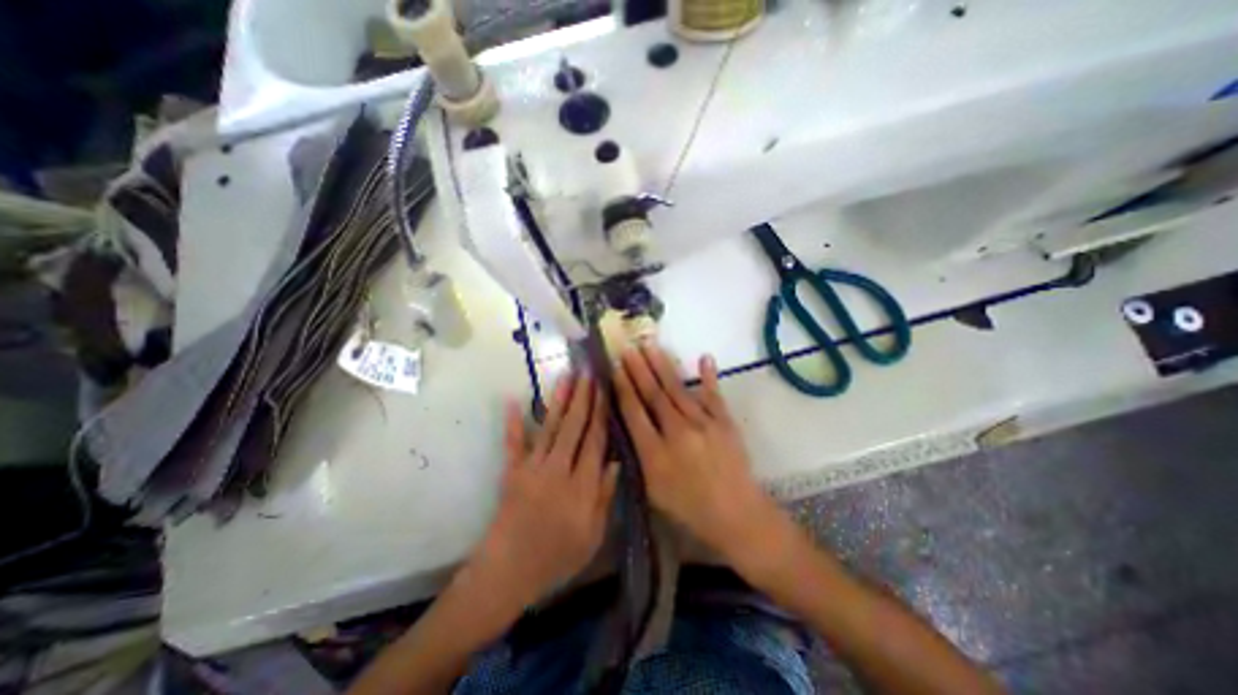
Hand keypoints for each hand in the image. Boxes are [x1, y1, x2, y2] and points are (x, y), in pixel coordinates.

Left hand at [463, 374, 618, 614]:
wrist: (508, 573)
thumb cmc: (556, 558)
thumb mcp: (593, 536)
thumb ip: (605, 496)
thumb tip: (617, 460)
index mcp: (581, 486)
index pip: (595, 440)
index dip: (601, 413)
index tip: (605, 390)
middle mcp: (558, 469)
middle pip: (574, 427)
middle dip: (583, 397)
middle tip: (588, 371)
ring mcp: (532, 468)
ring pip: (550, 427)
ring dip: (559, 400)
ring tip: (567, 376)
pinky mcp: (512, 472)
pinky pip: (513, 443)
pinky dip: (513, 422)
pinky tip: (513, 401)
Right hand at [616, 343, 786, 570]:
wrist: (737, 515)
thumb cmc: (689, 508)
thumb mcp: (653, 490)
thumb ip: (639, 455)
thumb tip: (628, 423)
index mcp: (656, 453)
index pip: (634, 412)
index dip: (623, 388)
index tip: (614, 368)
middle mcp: (678, 433)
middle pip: (654, 394)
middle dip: (638, 369)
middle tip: (628, 348)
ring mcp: (704, 424)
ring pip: (678, 389)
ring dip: (662, 366)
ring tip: (650, 346)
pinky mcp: (725, 422)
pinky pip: (714, 395)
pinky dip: (709, 376)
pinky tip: (704, 357)